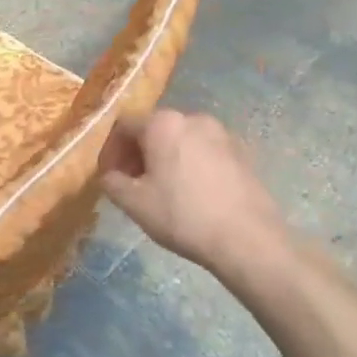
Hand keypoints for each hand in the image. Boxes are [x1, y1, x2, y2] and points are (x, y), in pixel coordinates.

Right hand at [98, 110, 283, 270]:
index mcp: (163, 123)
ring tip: (162, 190)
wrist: (247, 238)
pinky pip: (204, 151)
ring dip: (164, 158)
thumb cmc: (182, 215)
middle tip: (131, 184)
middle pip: (154, 129)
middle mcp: (193, 118)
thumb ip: (112, 181)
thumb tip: (110, 175)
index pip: (124, 126)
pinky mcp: (242, 152)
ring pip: (181, 140)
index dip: (110, 150)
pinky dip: (190, 164)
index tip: (108, 176)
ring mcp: (222, 133)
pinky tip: (191, 193)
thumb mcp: (134, 203)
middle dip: (138, 154)